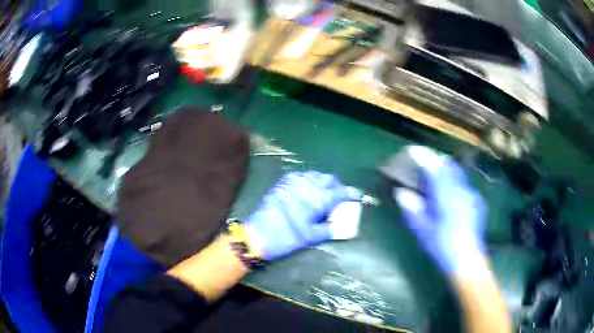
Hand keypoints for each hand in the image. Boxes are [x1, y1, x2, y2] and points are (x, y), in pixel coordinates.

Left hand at [245, 171, 358, 260]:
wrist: (258, 234)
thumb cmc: (287, 237)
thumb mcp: (311, 237)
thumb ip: (329, 229)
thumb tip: (343, 227)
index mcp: (318, 199)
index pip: (340, 192)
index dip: (351, 193)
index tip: (357, 195)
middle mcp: (308, 185)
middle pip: (329, 179)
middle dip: (337, 186)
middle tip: (339, 197)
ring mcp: (294, 181)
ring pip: (315, 174)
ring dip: (323, 182)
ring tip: (324, 193)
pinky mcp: (283, 181)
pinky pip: (301, 175)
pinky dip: (309, 180)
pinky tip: (308, 189)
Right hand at [395, 157, 485, 275]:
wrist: (467, 260)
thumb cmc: (442, 246)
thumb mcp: (423, 229)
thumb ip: (412, 208)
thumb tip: (401, 192)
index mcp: (446, 195)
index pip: (433, 167)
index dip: (422, 156)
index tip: (412, 151)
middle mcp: (460, 189)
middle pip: (448, 165)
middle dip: (435, 161)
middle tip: (423, 167)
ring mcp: (471, 194)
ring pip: (457, 173)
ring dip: (445, 171)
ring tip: (435, 180)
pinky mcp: (476, 201)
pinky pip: (463, 184)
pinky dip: (454, 182)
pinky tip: (450, 197)